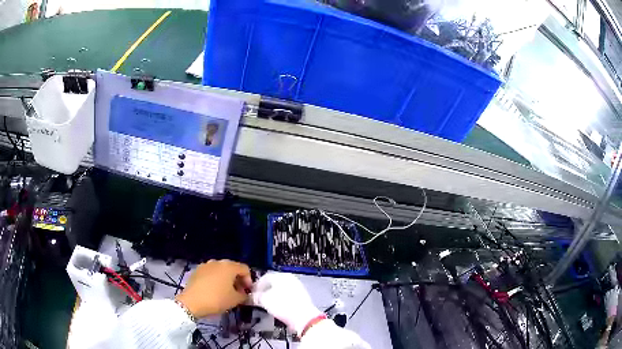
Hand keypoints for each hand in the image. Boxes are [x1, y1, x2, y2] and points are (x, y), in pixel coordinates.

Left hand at [176, 260, 251, 317]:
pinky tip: (213, 290)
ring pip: (220, 270)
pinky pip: (210, 273)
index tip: (247, 292)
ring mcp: (205, 265)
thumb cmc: (217, 299)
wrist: (192, 302)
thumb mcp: (235, 300)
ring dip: (226, 279)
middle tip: (238, 292)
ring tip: (225, 292)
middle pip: (232, 268)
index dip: (249, 280)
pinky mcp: (196, 271)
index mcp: (229, 266)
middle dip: (237, 280)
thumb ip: (244, 295)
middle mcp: (217, 262)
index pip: (245, 269)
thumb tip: (244, 293)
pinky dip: (215, 280)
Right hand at [251, 272, 322, 334]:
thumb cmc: (282, 305)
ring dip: (272, 295)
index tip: (251, 293)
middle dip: (264, 290)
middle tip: (258, 298)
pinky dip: (281, 300)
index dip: (256, 286)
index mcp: (281, 276)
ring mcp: (298, 288)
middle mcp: (290, 279)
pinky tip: (277, 307)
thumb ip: (256, 296)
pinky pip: (287, 296)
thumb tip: (252, 297)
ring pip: (280, 290)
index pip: (264, 277)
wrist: (303, 317)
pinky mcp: (302, 298)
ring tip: (266, 304)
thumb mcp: (264, 300)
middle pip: (273, 283)